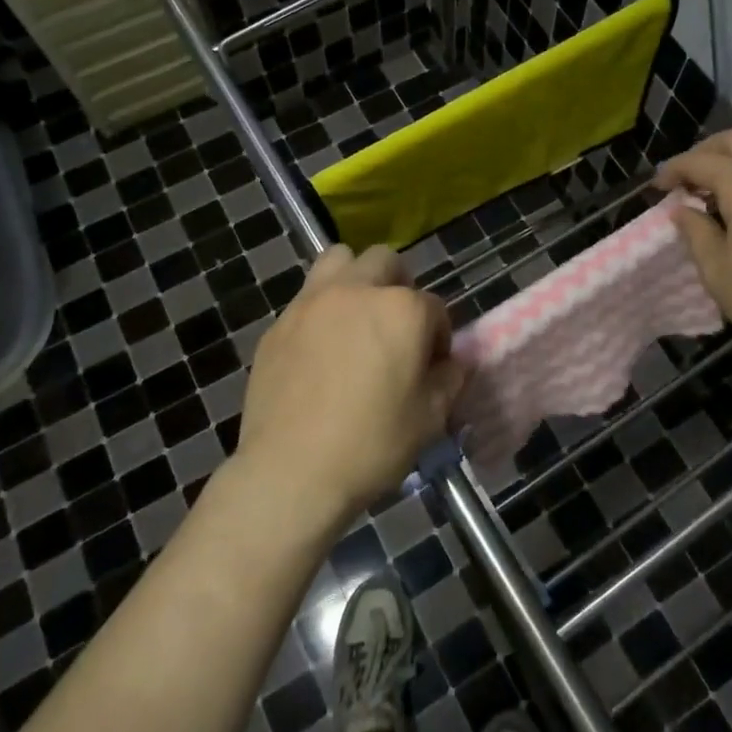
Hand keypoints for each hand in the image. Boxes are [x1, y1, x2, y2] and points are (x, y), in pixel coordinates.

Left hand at [236, 245, 465, 529]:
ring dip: (355, 278)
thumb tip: (451, 363)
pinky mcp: (280, 323)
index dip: (438, 336)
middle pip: (386, 262)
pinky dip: (322, 311)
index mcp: (402, 309)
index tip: (432, 366)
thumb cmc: (371, 444)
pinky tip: (320, 350)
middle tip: (396, 328)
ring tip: (356, 318)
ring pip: (339, 260)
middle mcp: (357, 291)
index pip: (434, 306)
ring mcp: (312, 302)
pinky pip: (307, 298)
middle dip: (399, 286)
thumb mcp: (430, 418)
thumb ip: (450, 379)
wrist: (291, 471)